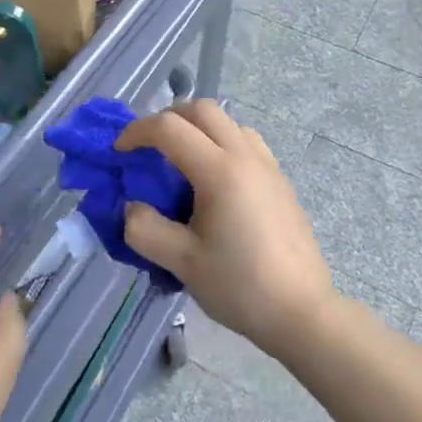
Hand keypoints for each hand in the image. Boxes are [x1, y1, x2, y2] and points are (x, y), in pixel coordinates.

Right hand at [116, 100, 334, 358]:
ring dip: (198, 128)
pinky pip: (246, 142)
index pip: (170, 128)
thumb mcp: (182, 262)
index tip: (119, 153)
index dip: (137, 132)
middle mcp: (246, 156)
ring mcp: (268, 166)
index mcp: (220, 171)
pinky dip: (221, 143)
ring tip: (180, 161)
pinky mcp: (280, 181)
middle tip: (148, 147)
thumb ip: (145, 229)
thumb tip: (132, 207)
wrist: (302, 311)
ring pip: (228, 122)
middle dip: (168, 119)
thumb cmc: (240, 286)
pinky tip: (214, 181)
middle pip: (202, 110)